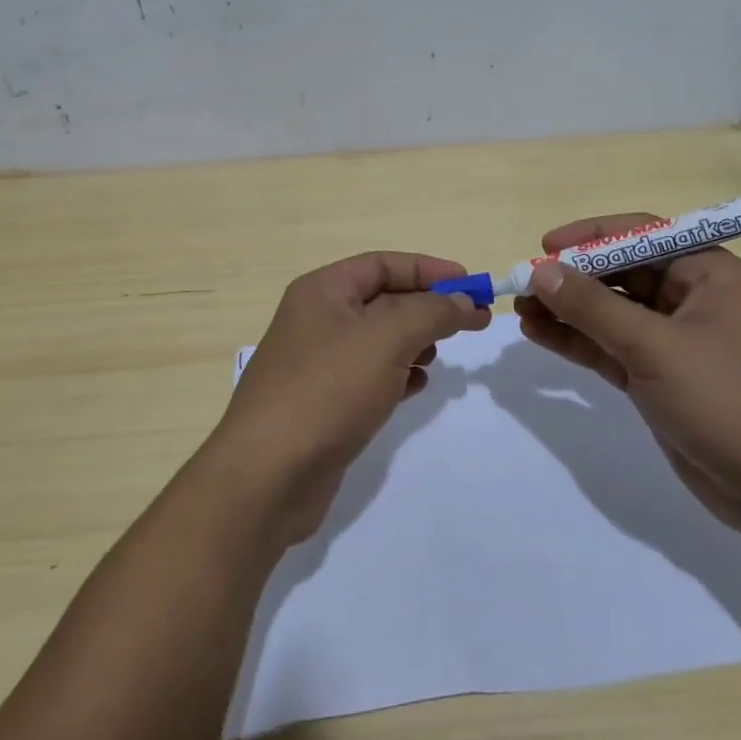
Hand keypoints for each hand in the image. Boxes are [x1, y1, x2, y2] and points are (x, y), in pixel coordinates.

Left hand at [209, 251, 490, 542]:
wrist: (268, 475)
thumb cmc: (328, 389)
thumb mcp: (387, 337)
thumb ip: (432, 311)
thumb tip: (464, 300)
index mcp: (322, 291)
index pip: (383, 264)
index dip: (429, 270)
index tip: (472, 285)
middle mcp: (317, 320)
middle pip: (383, 300)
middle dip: (427, 308)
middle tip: (470, 322)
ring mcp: (318, 364)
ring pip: (378, 340)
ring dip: (414, 342)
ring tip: (438, 356)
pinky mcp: (324, 403)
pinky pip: (369, 376)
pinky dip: (397, 375)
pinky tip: (416, 387)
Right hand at [513, 213, 740, 535]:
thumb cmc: (724, 398)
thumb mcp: (653, 346)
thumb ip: (593, 307)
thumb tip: (541, 271)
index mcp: (706, 273)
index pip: (641, 234)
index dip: (591, 236)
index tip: (545, 247)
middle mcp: (689, 298)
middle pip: (619, 273)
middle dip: (571, 278)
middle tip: (522, 284)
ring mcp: (671, 340)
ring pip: (608, 312)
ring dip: (566, 310)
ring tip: (519, 310)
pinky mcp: (656, 375)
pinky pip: (608, 346)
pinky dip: (576, 340)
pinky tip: (537, 334)